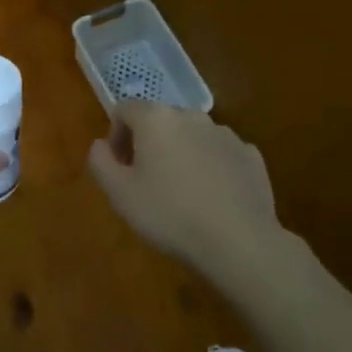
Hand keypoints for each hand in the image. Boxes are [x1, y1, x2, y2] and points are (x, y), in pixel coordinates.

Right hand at [87, 102, 282, 273]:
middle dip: (149, 143)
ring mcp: (225, 134)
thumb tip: (100, 145)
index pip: (124, 110)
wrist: (238, 241)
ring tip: (182, 192)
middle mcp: (191, 116)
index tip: (119, 166)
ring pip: (192, 136)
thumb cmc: (169, 214)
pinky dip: (211, 166)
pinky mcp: (251, 155)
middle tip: (146, 180)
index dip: (116, 135)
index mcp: (156, 118)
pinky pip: (220, 153)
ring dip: (181, 153)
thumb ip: (100, 162)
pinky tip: (212, 198)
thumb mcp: (119, 194)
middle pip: (160, 120)